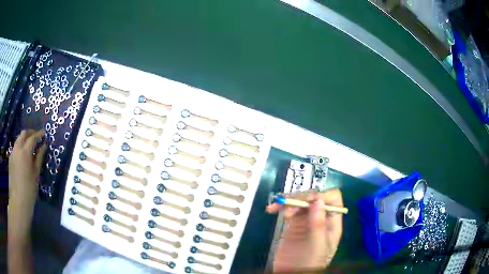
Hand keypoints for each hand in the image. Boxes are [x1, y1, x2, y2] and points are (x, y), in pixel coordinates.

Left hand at [8, 129, 46, 234]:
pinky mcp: (10, 159)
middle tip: (36, 136)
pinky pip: (15, 148)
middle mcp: (17, 148)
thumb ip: (39, 158)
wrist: (18, 202)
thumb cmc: (29, 190)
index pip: (32, 137)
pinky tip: (23, 156)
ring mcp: (12, 153)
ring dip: (24, 139)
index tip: (44, 134)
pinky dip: (20, 147)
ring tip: (29, 146)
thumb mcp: (36, 174)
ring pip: (18, 140)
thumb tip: (44, 146)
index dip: (39, 134)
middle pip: (23, 133)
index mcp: (25, 151)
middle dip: (30, 132)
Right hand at [266, 189, 342, 272]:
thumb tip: (318, 199)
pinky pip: (288, 210)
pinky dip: (280, 207)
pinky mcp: (292, 224)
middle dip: (301, 197)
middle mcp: (321, 218)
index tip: (307, 201)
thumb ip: (318, 224)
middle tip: (287, 204)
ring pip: (300, 201)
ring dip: (288, 201)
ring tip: (275, 207)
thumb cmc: (309, 262)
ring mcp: (306, 221)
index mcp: (332, 222)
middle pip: (314, 197)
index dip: (322, 196)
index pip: (332, 199)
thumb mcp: (316, 245)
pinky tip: (271, 210)